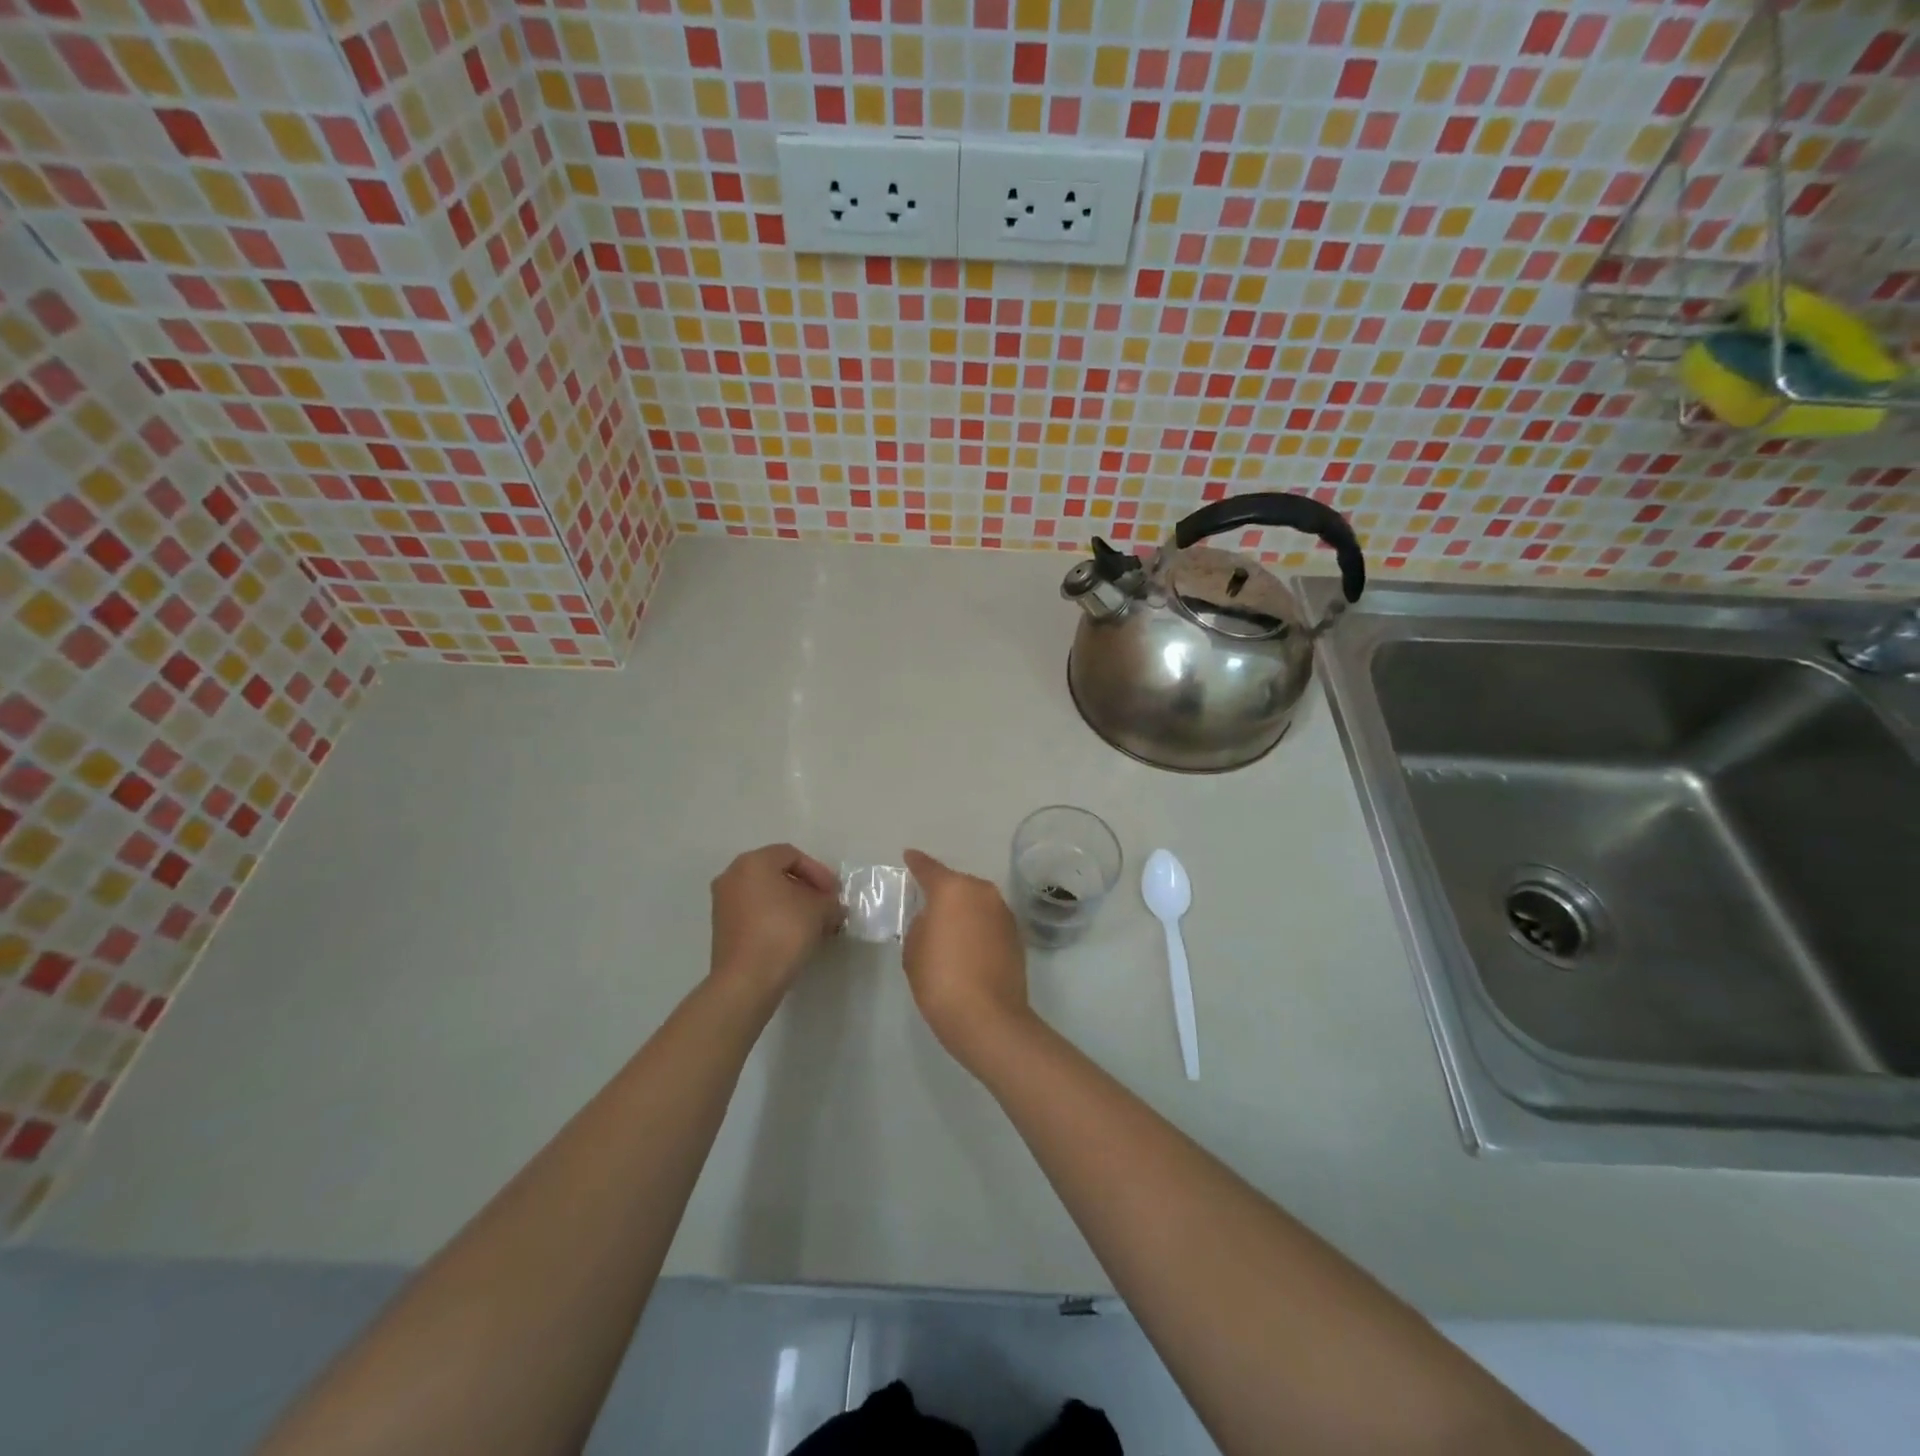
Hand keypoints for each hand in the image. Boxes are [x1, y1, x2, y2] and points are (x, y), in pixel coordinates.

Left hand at [709, 844, 843, 1003]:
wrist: (747, 980)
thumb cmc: (784, 931)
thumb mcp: (819, 910)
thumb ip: (829, 901)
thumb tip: (831, 907)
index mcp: (753, 862)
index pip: (792, 855)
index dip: (818, 872)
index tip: (834, 894)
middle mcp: (732, 876)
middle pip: (777, 873)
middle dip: (806, 889)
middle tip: (826, 906)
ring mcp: (723, 903)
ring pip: (765, 895)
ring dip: (792, 905)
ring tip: (814, 924)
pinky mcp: (722, 928)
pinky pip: (754, 913)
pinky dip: (775, 918)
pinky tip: (794, 936)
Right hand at [901, 850, 1031, 1066]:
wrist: (988, 1017)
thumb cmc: (941, 979)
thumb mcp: (914, 949)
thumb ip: (921, 925)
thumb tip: (935, 921)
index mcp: (953, 889)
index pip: (929, 869)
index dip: (916, 863)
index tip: (909, 856)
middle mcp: (982, 892)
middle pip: (958, 884)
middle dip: (944, 892)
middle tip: (927, 905)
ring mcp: (1004, 913)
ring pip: (977, 902)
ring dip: (963, 910)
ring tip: (948, 929)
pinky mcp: (1016, 935)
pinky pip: (989, 921)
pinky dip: (978, 927)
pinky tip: (967, 946)